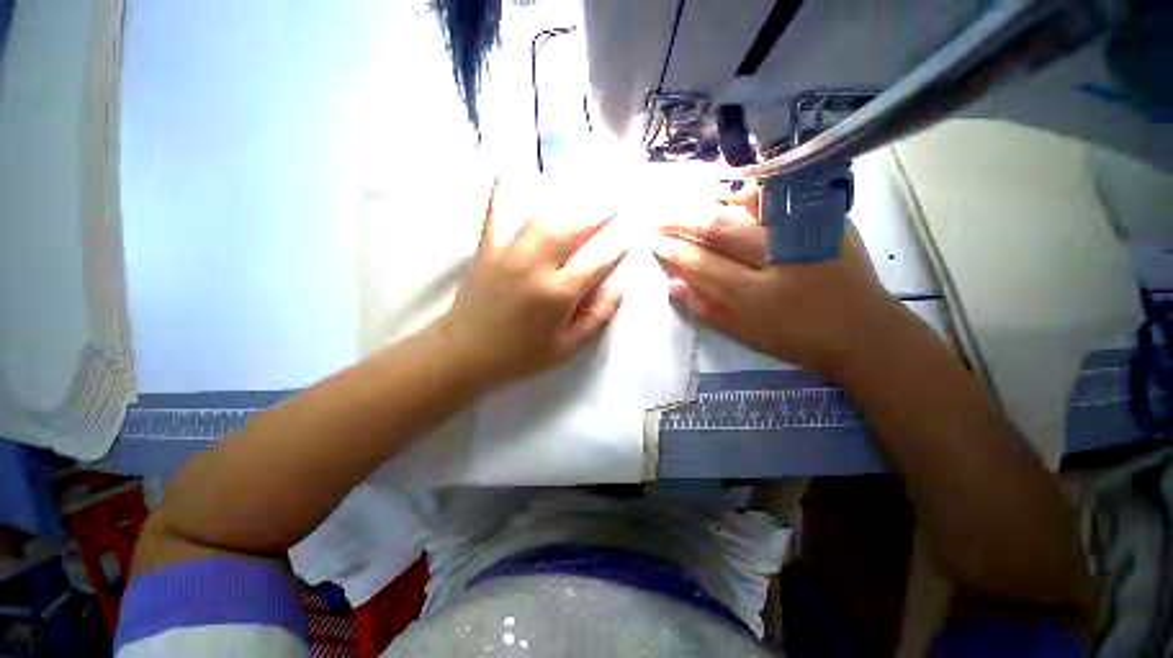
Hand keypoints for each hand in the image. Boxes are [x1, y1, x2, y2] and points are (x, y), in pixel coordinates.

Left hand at [436, 179, 627, 385]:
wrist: (466, 352)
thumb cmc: (521, 354)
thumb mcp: (567, 347)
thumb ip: (597, 317)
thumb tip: (619, 287)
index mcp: (558, 294)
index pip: (598, 258)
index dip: (618, 240)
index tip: (633, 225)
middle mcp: (535, 266)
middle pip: (574, 227)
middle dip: (600, 210)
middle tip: (616, 200)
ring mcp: (508, 252)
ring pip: (545, 216)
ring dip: (570, 200)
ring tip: (588, 190)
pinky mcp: (487, 246)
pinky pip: (498, 209)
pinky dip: (507, 186)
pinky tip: (518, 167)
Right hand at [653, 182, 900, 377]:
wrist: (863, 330)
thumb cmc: (797, 337)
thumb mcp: (745, 334)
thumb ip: (706, 309)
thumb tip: (673, 285)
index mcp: (755, 294)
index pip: (700, 263)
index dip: (673, 251)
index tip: (654, 243)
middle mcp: (778, 255)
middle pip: (718, 227)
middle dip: (681, 220)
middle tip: (657, 218)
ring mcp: (803, 231)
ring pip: (745, 203)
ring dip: (708, 199)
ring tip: (684, 200)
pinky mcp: (824, 218)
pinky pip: (776, 195)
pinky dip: (746, 190)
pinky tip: (726, 192)